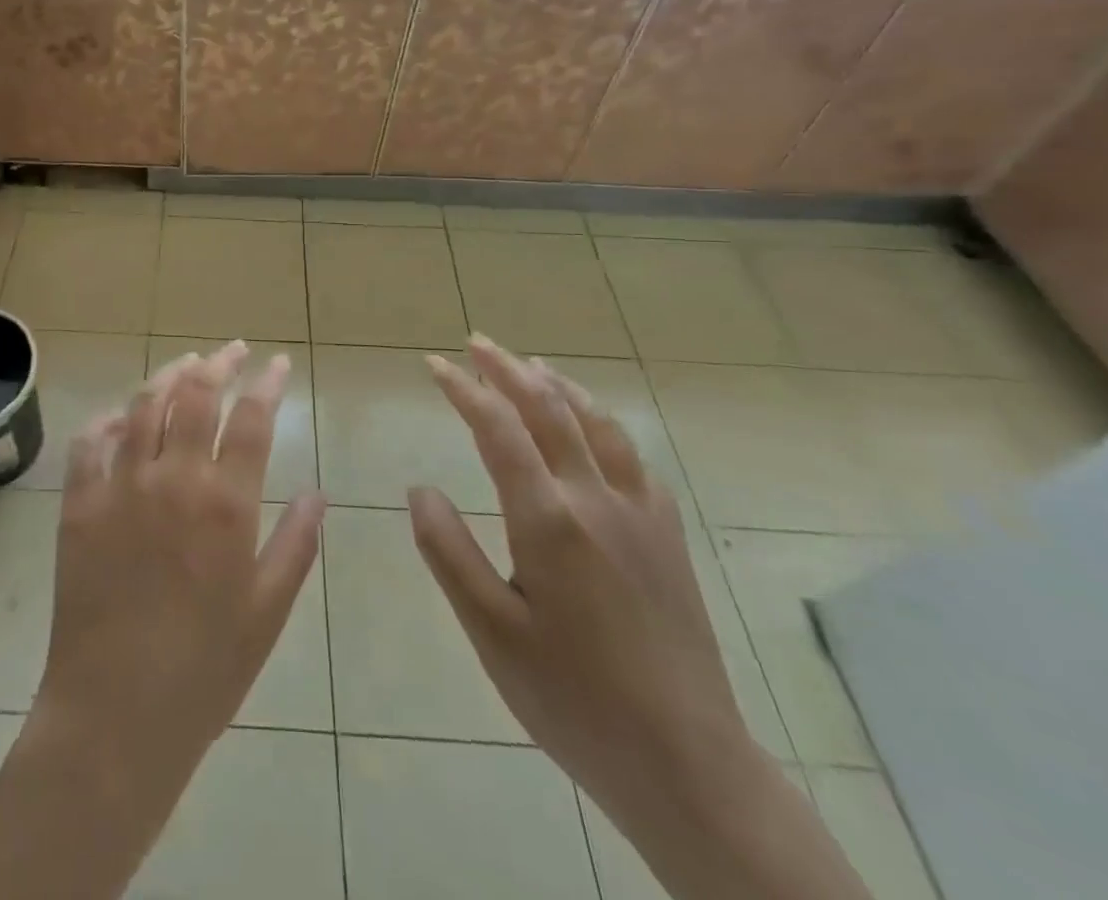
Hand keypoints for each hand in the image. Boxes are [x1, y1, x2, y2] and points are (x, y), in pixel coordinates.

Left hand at [0, 344, 324, 899]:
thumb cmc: (205, 669)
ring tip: (186, 363)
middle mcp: (173, 479)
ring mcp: (120, 486)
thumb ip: (296, 543)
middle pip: (196, 395)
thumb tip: (318, 491)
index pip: (251, 419)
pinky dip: (108, 420)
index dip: (266, 384)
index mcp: (225, 503)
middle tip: (232, 352)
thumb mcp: (268, 611)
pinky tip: (122, 416)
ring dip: (168, 375)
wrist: (116, 715)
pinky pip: (89, 442)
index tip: (276, 364)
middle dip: (219, 363)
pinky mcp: (79, 503)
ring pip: (144, 405)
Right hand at [409, 336, 747, 816]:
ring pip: (597, 423)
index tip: (434, 364)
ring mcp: (640, 514)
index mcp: (548, 520)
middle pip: (548, 409)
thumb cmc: (573, 699)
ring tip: (530, 364)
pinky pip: (633, 457)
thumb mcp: (491, 632)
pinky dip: (603, 423)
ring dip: (558, 385)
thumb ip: (448, 551)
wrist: (688, 765)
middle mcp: (596, 499)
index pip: (498, 429)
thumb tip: (419, 487)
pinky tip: (594, 426)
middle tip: (475, 342)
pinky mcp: (667, 536)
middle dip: (507, 369)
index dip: (464, 389)